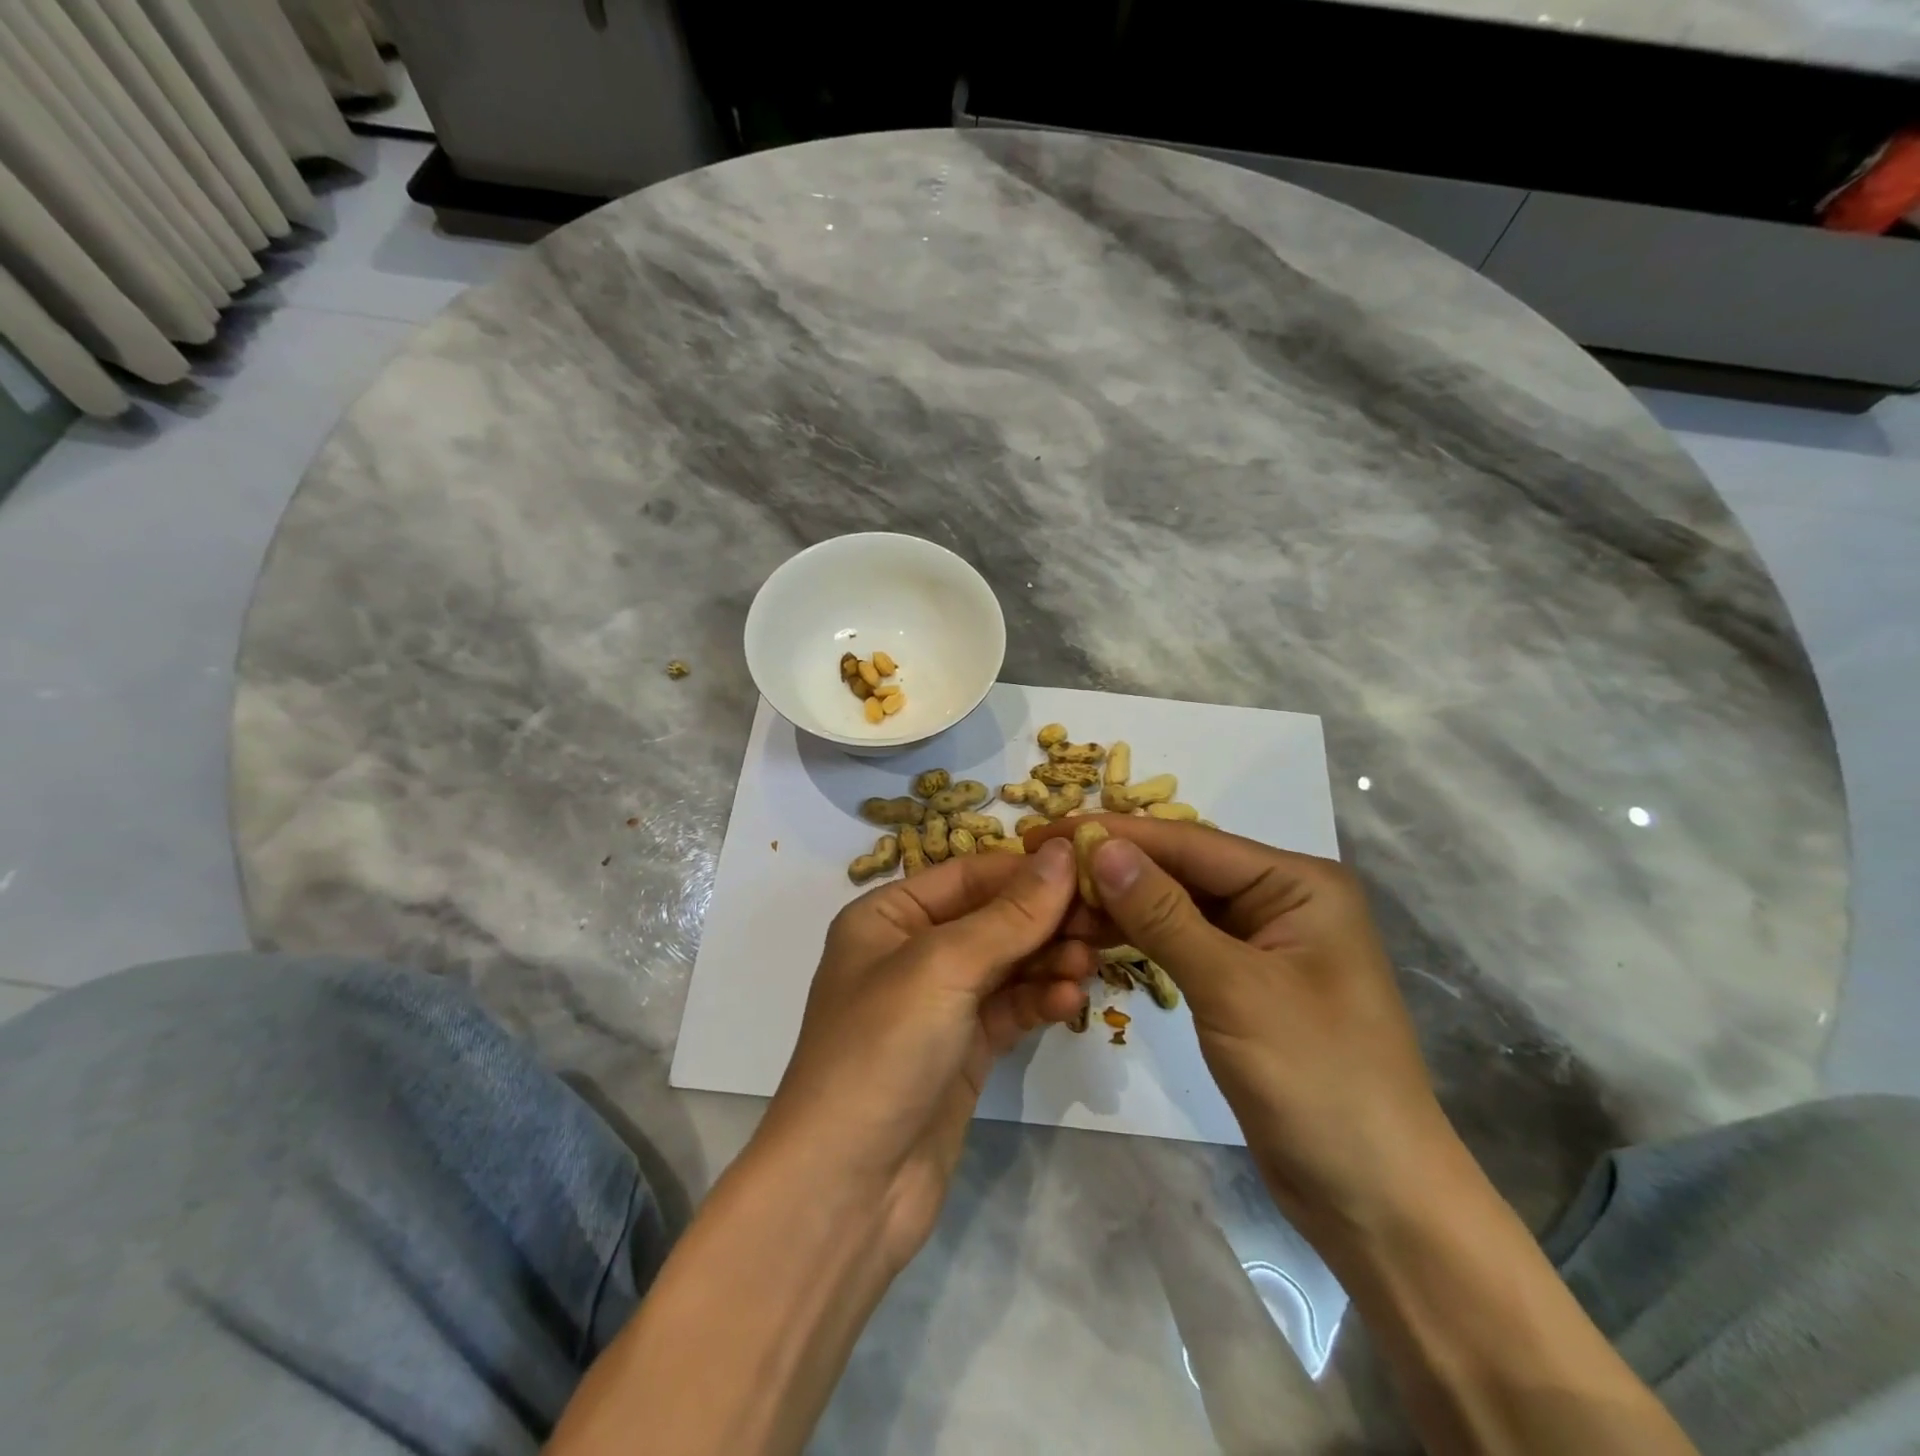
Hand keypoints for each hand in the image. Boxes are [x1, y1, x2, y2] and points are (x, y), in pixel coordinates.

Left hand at [757, 839, 1090, 1269]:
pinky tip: (1070, 1003)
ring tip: (1088, 964)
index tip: (1089, 869)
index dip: (1026, 869)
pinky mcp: (962, 1050)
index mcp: (887, 916)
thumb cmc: (882, 1050)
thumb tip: (1063, 853)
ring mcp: (938, 1005)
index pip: (968, 875)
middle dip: (1044, 919)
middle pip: (992, 918)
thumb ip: (1010, 914)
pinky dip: (1040, 1001)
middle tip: (1103, 921)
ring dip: (1049, 961)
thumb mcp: (944, 967)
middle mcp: (910, 952)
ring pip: (1007, 964)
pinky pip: (1010, 1009)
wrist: (847, 1190)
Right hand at [1033, 818, 1455, 1243]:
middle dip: (1114, 867)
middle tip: (1040, 866)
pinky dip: (1139, 938)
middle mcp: (1281, 899)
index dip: (1116, 834)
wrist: (1374, 1200)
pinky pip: (1182, 942)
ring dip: (1120, 903)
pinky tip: (1092, 934)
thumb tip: (1099, 847)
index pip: (1191, 842)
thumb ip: (1163, 913)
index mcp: (1298, 882)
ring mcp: (1262, 942)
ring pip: (1177, 905)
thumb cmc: (1316, 1080)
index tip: (1047, 831)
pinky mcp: (1244, 981)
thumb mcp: (1233, 989)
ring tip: (1054, 903)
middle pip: (1183, 869)